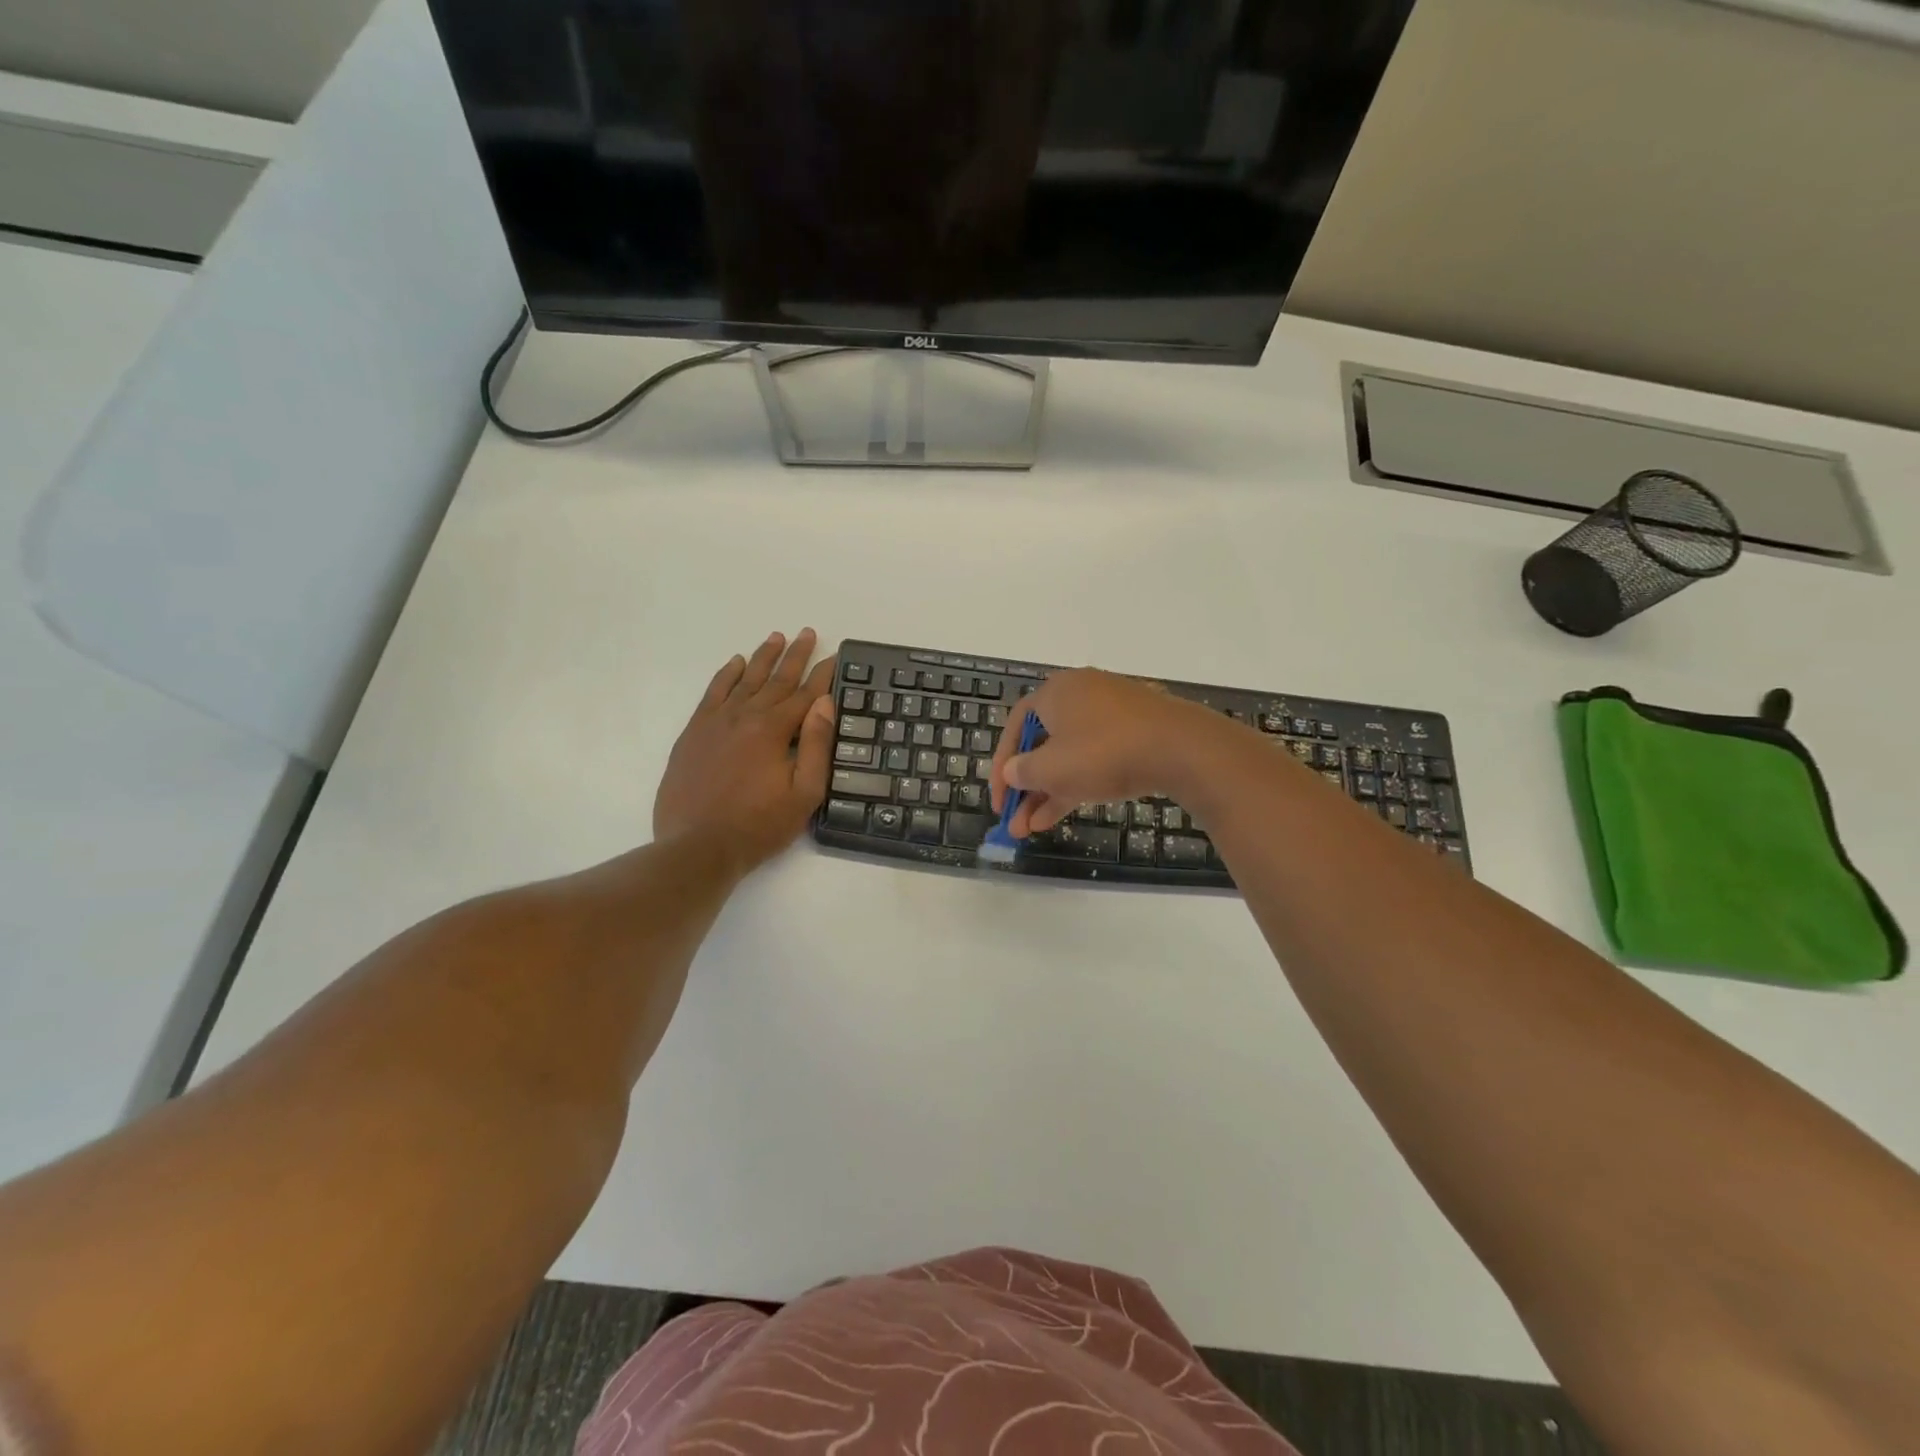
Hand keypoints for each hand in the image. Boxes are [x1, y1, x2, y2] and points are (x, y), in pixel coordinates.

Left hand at [654, 630, 836, 873]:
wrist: (698, 846)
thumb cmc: (759, 825)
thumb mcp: (803, 793)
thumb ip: (816, 746)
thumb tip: (824, 704)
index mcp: (774, 730)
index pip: (806, 694)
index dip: (824, 674)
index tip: (836, 656)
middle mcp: (745, 716)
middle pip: (776, 679)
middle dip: (796, 656)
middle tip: (809, 633)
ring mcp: (716, 722)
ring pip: (744, 680)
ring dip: (763, 657)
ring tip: (776, 637)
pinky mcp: (694, 732)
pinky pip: (713, 693)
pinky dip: (726, 675)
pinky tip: (735, 663)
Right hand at [989, 669, 1224, 835]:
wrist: (1182, 749)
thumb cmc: (1104, 752)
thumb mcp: (1052, 768)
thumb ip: (1023, 772)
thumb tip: (1013, 772)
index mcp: (1056, 692)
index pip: (1016, 727)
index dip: (1001, 764)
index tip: (999, 799)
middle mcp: (1082, 695)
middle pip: (1043, 744)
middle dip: (1026, 788)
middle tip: (1015, 821)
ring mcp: (1113, 713)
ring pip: (1070, 756)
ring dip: (1049, 792)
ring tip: (1033, 829)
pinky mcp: (1137, 732)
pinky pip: (1096, 757)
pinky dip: (1078, 783)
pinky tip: (1064, 813)